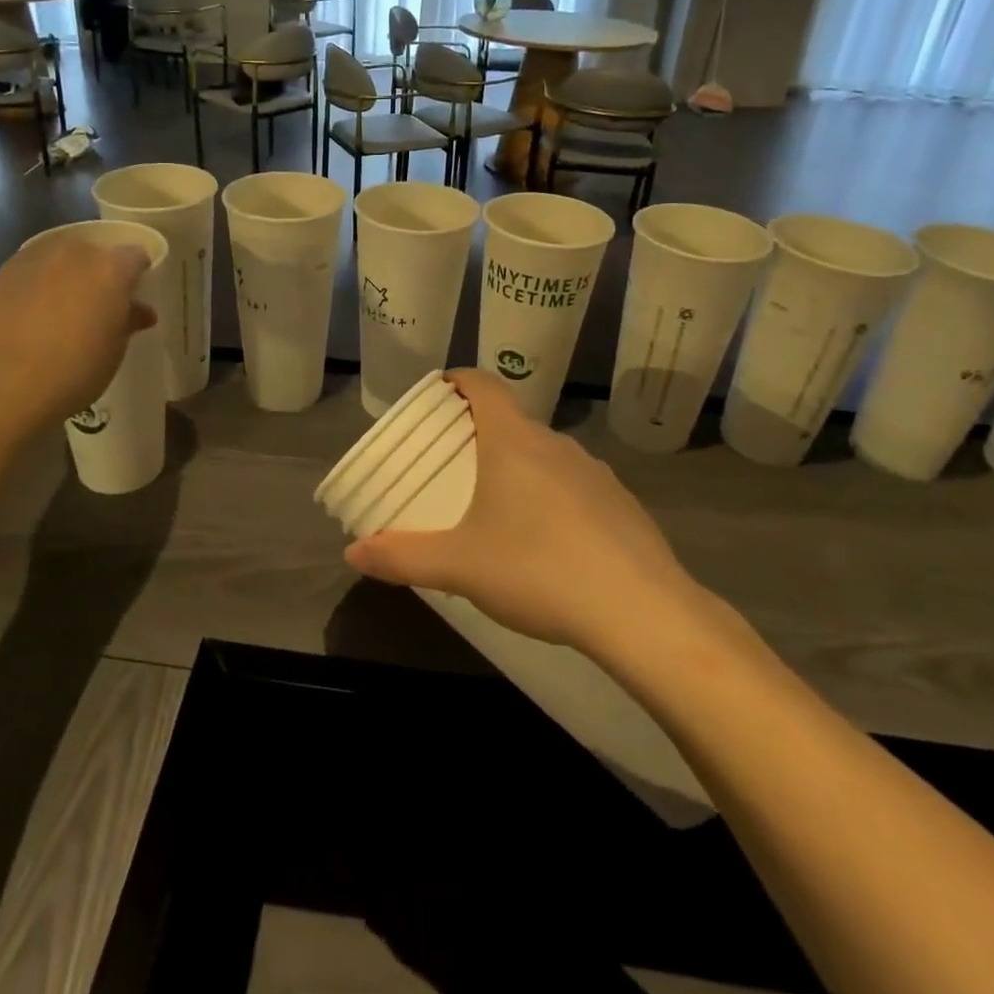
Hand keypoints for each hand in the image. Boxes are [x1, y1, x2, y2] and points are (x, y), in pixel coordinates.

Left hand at [0, 233, 155, 424]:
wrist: (6, 384)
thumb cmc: (76, 369)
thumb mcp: (115, 348)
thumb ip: (128, 320)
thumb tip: (138, 312)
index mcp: (110, 268)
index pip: (135, 256)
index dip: (136, 275)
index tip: (132, 297)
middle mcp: (73, 253)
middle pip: (94, 252)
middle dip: (99, 273)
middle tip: (97, 305)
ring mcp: (34, 259)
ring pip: (59, 259)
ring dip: (65, 276)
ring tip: (61, 309)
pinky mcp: (2, 274)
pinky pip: (30, 272)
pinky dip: (36, 286)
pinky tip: (32, 315)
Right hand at [343, 370, 713, 659]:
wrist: (642, 613)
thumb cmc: (538, 570)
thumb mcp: (459, 567)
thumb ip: (402, 556)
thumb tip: (352, 553)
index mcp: (513, 442)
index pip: (483, 385)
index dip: (458, 380)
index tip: (439, 393)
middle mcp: (556, 445)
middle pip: (512, 421)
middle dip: (480, 433)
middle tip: (454, 463)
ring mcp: (596, 473)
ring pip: (546, 455)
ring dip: (519, 467)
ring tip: (498, 506)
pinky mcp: (623, 505)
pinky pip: (576, 486)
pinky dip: (553, 498)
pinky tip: (549, 544)